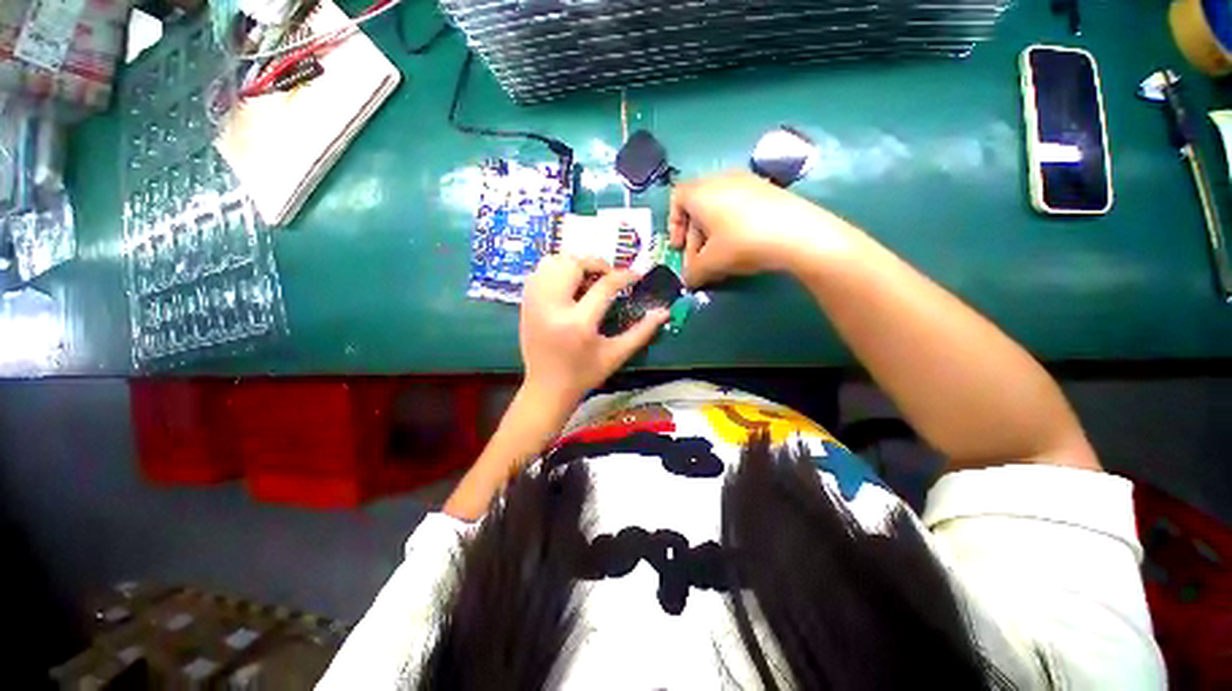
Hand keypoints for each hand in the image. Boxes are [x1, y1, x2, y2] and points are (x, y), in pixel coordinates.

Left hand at [520, 255, 668, 406]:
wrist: (546, 389)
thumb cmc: (585, 375)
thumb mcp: (617, 355)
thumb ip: (642, 331)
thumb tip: (664, 311)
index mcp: (579, 324)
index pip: (604, 285)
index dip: (625, 276)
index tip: (636, 276)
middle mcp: (553, 308)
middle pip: (573, 264)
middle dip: (596, 264)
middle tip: (609, 276)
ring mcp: (534, 304)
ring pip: (552, 263)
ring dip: (574, 265)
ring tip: (588, 279)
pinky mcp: (525, 305)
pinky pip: (539, 273)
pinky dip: (556, 271)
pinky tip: (569, 286)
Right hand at [669, 172, 840, 286]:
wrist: (798, 233)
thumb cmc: (742, 243)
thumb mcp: (711, 263)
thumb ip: (693, 273)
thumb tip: (689, 280)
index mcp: (701, 191)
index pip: (676, 199)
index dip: (673, 225)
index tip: (679, 248)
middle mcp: (721, 179)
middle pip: (697, 207)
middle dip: (694, 238)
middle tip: (700, 262)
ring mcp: (747, 181)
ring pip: (718, 209)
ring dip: (713, 235)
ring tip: (721, 258)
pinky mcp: (767, 190)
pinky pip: (738, 207)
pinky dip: (732, 227)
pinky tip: (742, 247)